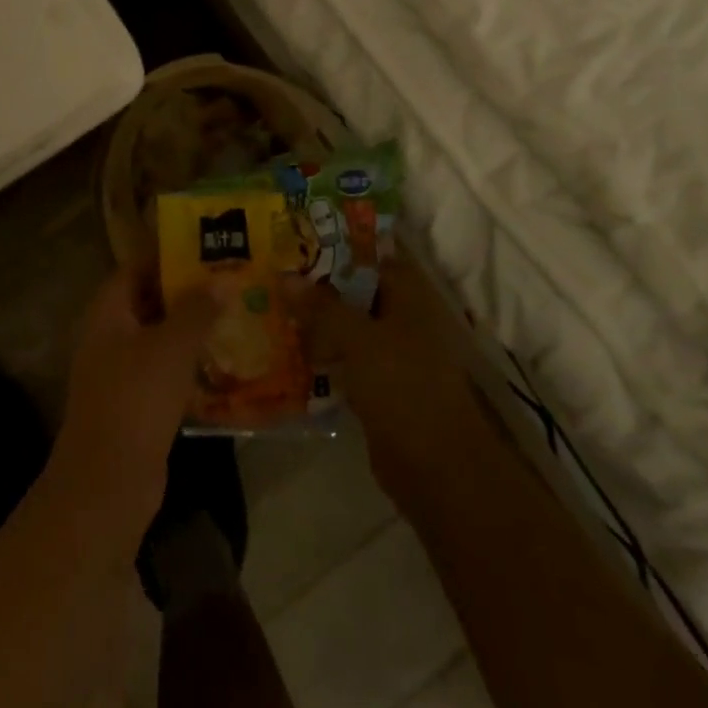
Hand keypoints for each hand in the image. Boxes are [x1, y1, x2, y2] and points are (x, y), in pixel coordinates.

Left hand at [52, 267, 225, 542]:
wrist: (108, 484)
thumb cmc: (136, 399)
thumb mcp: (172, 347)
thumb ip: (198, 309)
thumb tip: (224, 278)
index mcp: (108, 311)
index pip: (137, 266)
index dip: (168, 253)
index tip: (207, 245)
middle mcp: (110, 335)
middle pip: (150, 300)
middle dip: (188, 290)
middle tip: (230, 277)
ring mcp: (121, 371)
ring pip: (160, 336)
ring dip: (192, 326)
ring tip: (236, 312)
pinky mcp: (136, 403)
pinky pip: (165, 369)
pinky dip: (190, 361)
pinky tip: (225, 360)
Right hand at [289, 256, 485, 503]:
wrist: (438, 468)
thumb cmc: (404, 387)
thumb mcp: (358, 339)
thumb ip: (321, 307)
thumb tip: (284, 276)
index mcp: (407, 292)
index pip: (367, 254)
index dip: (333, 244)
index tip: (292, 238)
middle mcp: (400, 315)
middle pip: (353, 289)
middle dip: (316, 284)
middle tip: (270, 271)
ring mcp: (390, 352)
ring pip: (346, 324)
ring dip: (314, 320)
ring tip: (269, 305)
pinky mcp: (378, 385)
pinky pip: (344, 358)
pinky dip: (321, 353)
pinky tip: (285, 350)